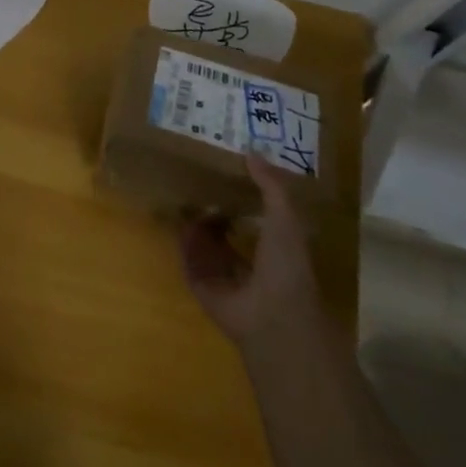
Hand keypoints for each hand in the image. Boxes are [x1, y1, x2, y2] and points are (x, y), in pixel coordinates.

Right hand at [180, 154, 323, 357]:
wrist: (272, 314)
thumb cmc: (285, 264)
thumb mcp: (284, 217)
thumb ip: (271, 185)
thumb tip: (251, 151)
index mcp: (273, 251)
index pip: (255, 222)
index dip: (242, 200)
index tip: (227, 177)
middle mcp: (248, 265)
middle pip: (226, 235)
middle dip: (214, 214)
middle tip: (199, 188)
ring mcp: (225, 280)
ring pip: (206, 248)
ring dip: (197, 228)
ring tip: (186, 200)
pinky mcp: (204, 290)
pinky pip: (190, 262)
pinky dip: (185, 246)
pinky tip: (180, 224)